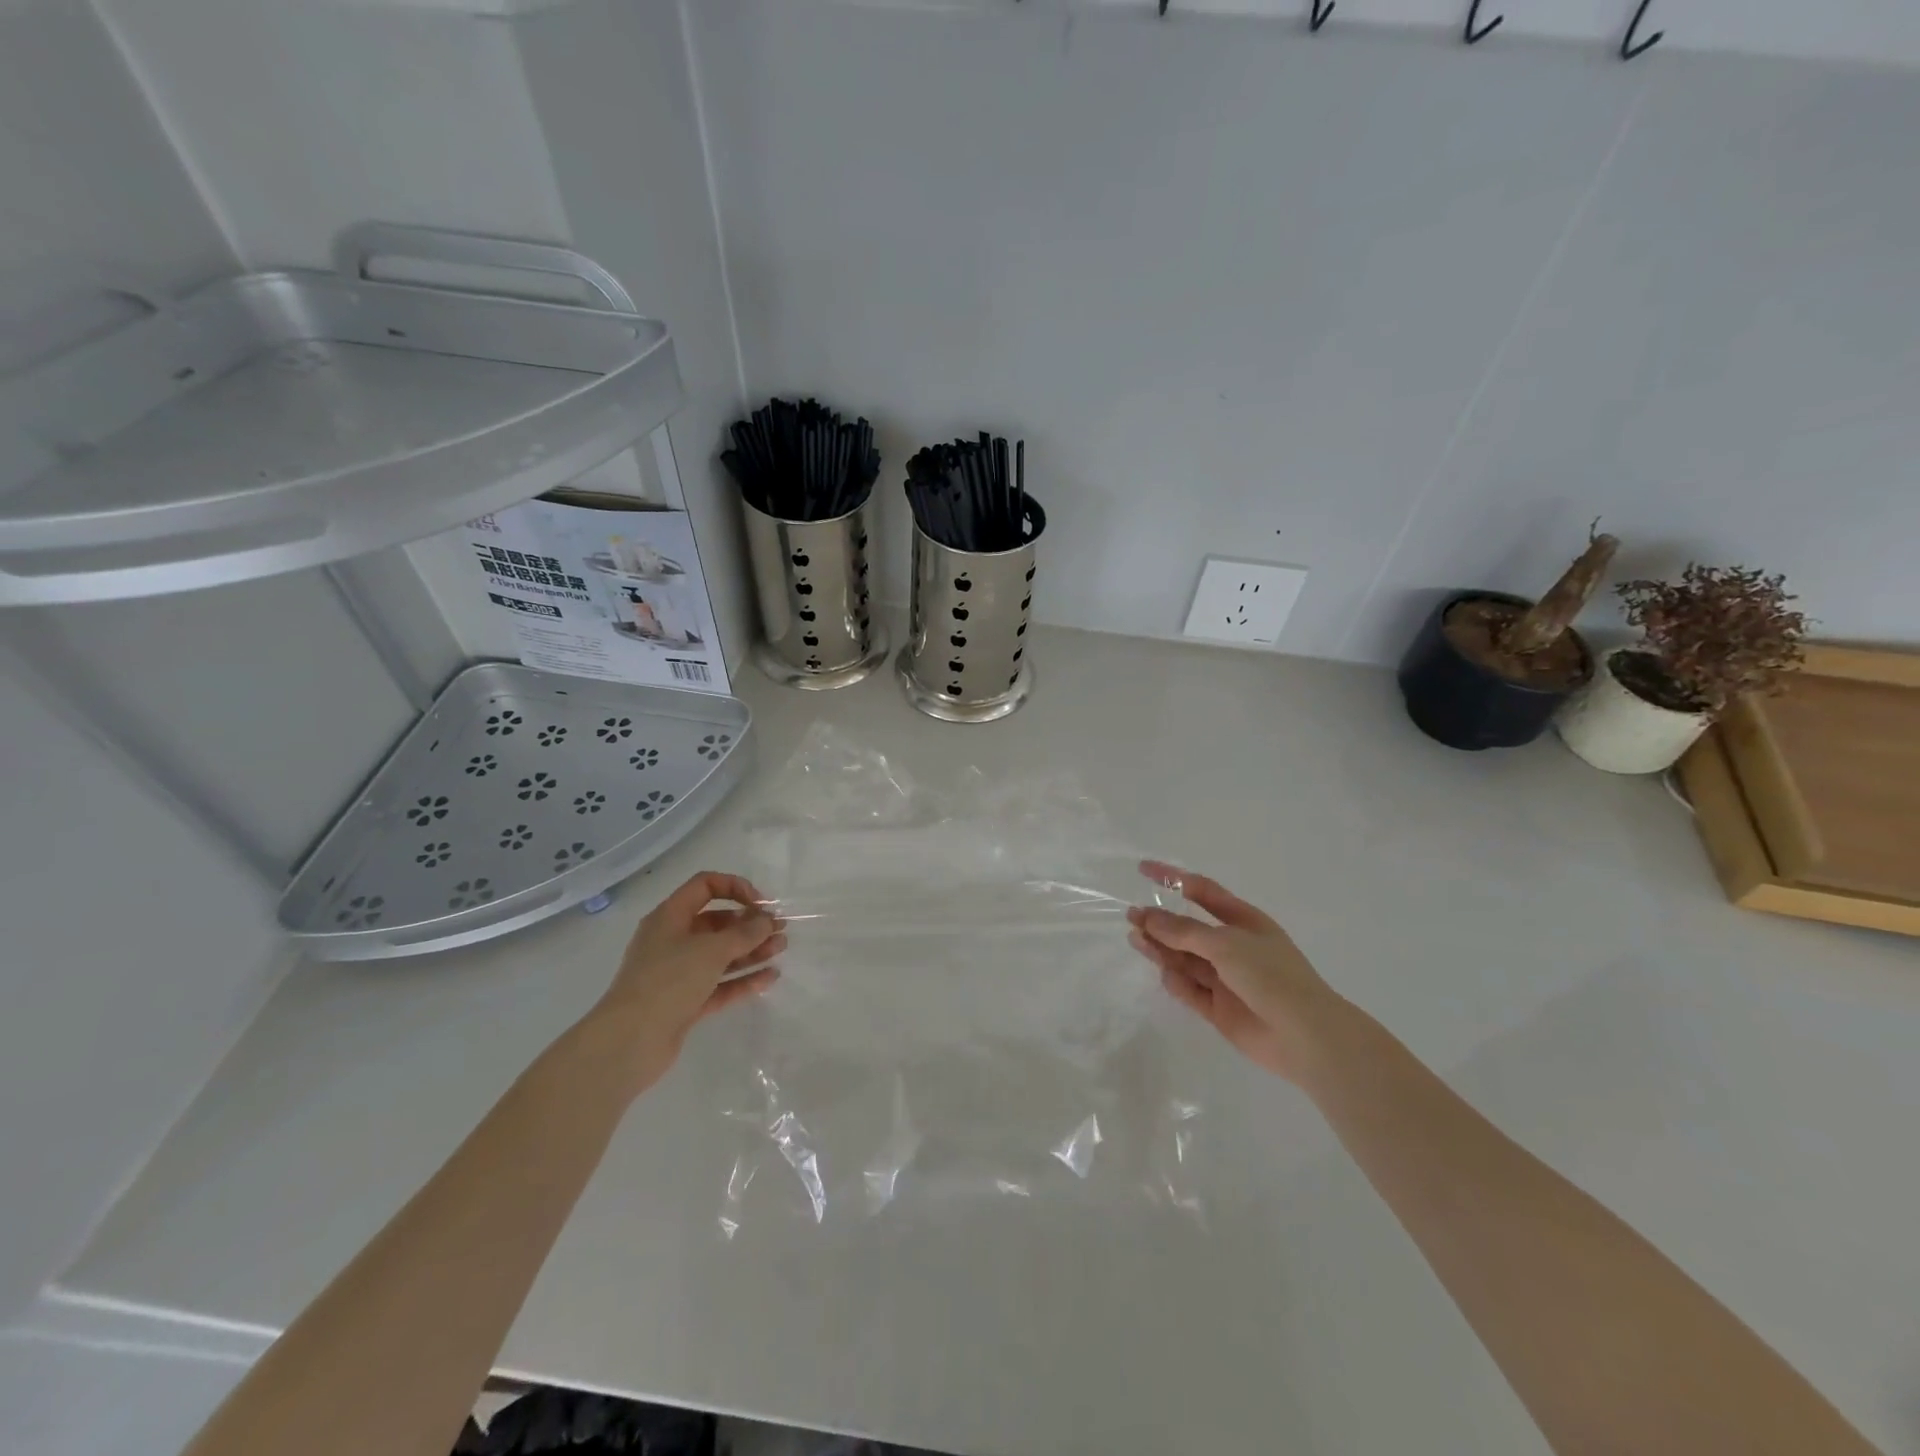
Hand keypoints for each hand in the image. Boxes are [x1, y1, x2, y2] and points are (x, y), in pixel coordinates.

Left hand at [587, 871, 785, 1095]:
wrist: (629, 1042)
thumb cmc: (668, 981)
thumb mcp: (711, 950)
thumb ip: (745, 933)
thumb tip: (767, 921)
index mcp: (670, 917)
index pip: (705, 886)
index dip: (735, 888)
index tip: (761, 905)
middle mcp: (672, 941)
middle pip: (716, 923)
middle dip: (749, 924)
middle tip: (779, 929)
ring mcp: (678, 974)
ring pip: (720, 955)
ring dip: (751, 950)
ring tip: (781, 949)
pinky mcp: (685, 1003)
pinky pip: (719, 985)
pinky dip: (743, 979)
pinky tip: (770, 977)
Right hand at [1127, 861, 1346, 1085]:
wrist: (1305, 1036)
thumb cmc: (1271, 976)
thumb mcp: (1225, 944)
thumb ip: (1183, 931)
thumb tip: (1147, 917)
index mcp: (1244, 921)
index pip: (1202, 891)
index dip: (1173, 878)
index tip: (1142, 870)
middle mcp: (1233, 947)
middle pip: (1188, 929)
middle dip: (1161, 922)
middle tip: (1131, 918)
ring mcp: (1226, 978)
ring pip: (1185, 958)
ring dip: (1161, 949)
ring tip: (1136, 941)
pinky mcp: (1219, 1008)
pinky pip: (1191, 990)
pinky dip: (1177, 982)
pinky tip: (1167, 976)